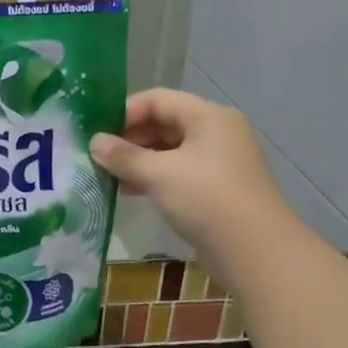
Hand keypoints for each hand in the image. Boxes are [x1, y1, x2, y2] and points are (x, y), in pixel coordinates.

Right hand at [89, 90, 288, 268]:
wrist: (253, 249)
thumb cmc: (205, 199)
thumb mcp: (159, 174)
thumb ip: (124, 156)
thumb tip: (94, 142)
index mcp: (208, 116)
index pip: (159, 99)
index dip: (125, 111)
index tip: (97, 131)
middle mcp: (216, 132)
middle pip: (165, 122)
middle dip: (130, 138)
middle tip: (98, 155)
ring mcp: (219, 161)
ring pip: (170, 150)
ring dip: (139, 160)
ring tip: (107, 175)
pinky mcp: (216, 188)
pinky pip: (178, 172)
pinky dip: (153, 177)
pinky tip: (129, 191)